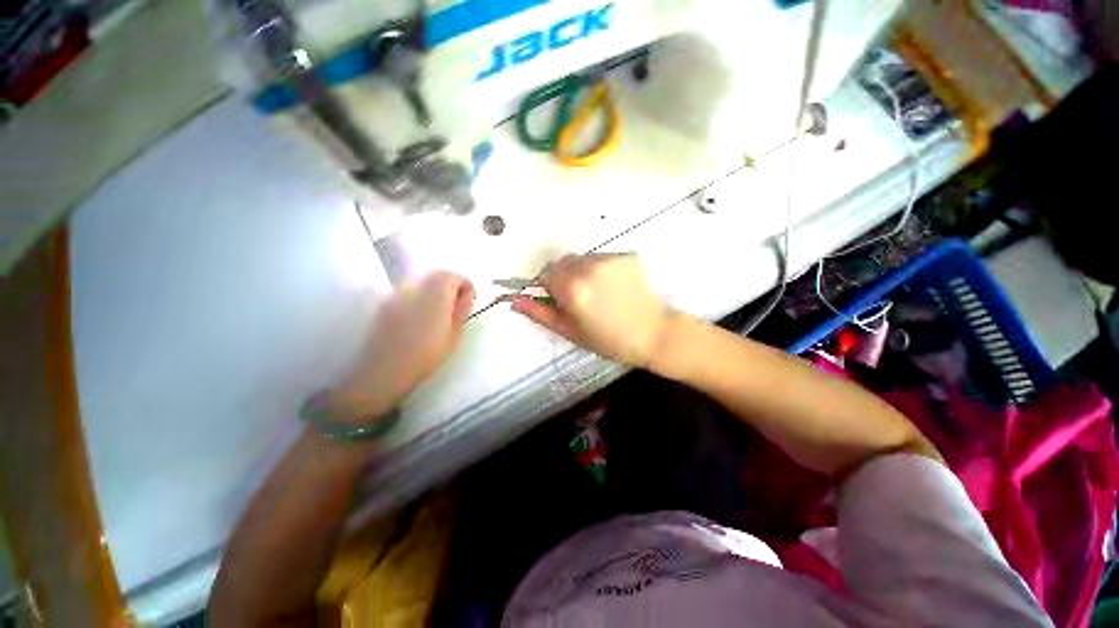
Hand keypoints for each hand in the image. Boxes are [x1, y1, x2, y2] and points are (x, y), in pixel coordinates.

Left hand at [331, 271, 474, 421]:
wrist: (383, 371)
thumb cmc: (426, 355)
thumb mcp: (454, 335)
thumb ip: (462, 310)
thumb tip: (467, 296)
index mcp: (437, 291)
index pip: (455, 276)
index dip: (465, 287)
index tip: (467, 303)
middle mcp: (415, 284)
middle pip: (437, 274)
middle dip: (449, 286)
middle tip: (453, 308)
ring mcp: (396, 291)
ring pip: (420, 282)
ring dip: (432, 291)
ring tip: (435, 314)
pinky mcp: (383, 302)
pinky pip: (406, 292)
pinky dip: (416, 298)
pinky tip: (416, 319)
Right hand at [512, 254, 670, 366]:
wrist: (653, 334)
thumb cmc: (608, 340)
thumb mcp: (570, 331)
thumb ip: (540, 314)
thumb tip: (514, 301)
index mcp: (572, 288)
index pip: (547, 274)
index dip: (551, 287)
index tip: (562, 300)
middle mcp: (588, 267)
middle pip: (564, 262)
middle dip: (566, 277)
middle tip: (582, 298)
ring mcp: (610, 259)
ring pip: (584, 259)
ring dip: (584, 271)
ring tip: (601, 293)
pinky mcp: (627, 255)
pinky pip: (604, 258)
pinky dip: (603, 269)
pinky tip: (616, 286)